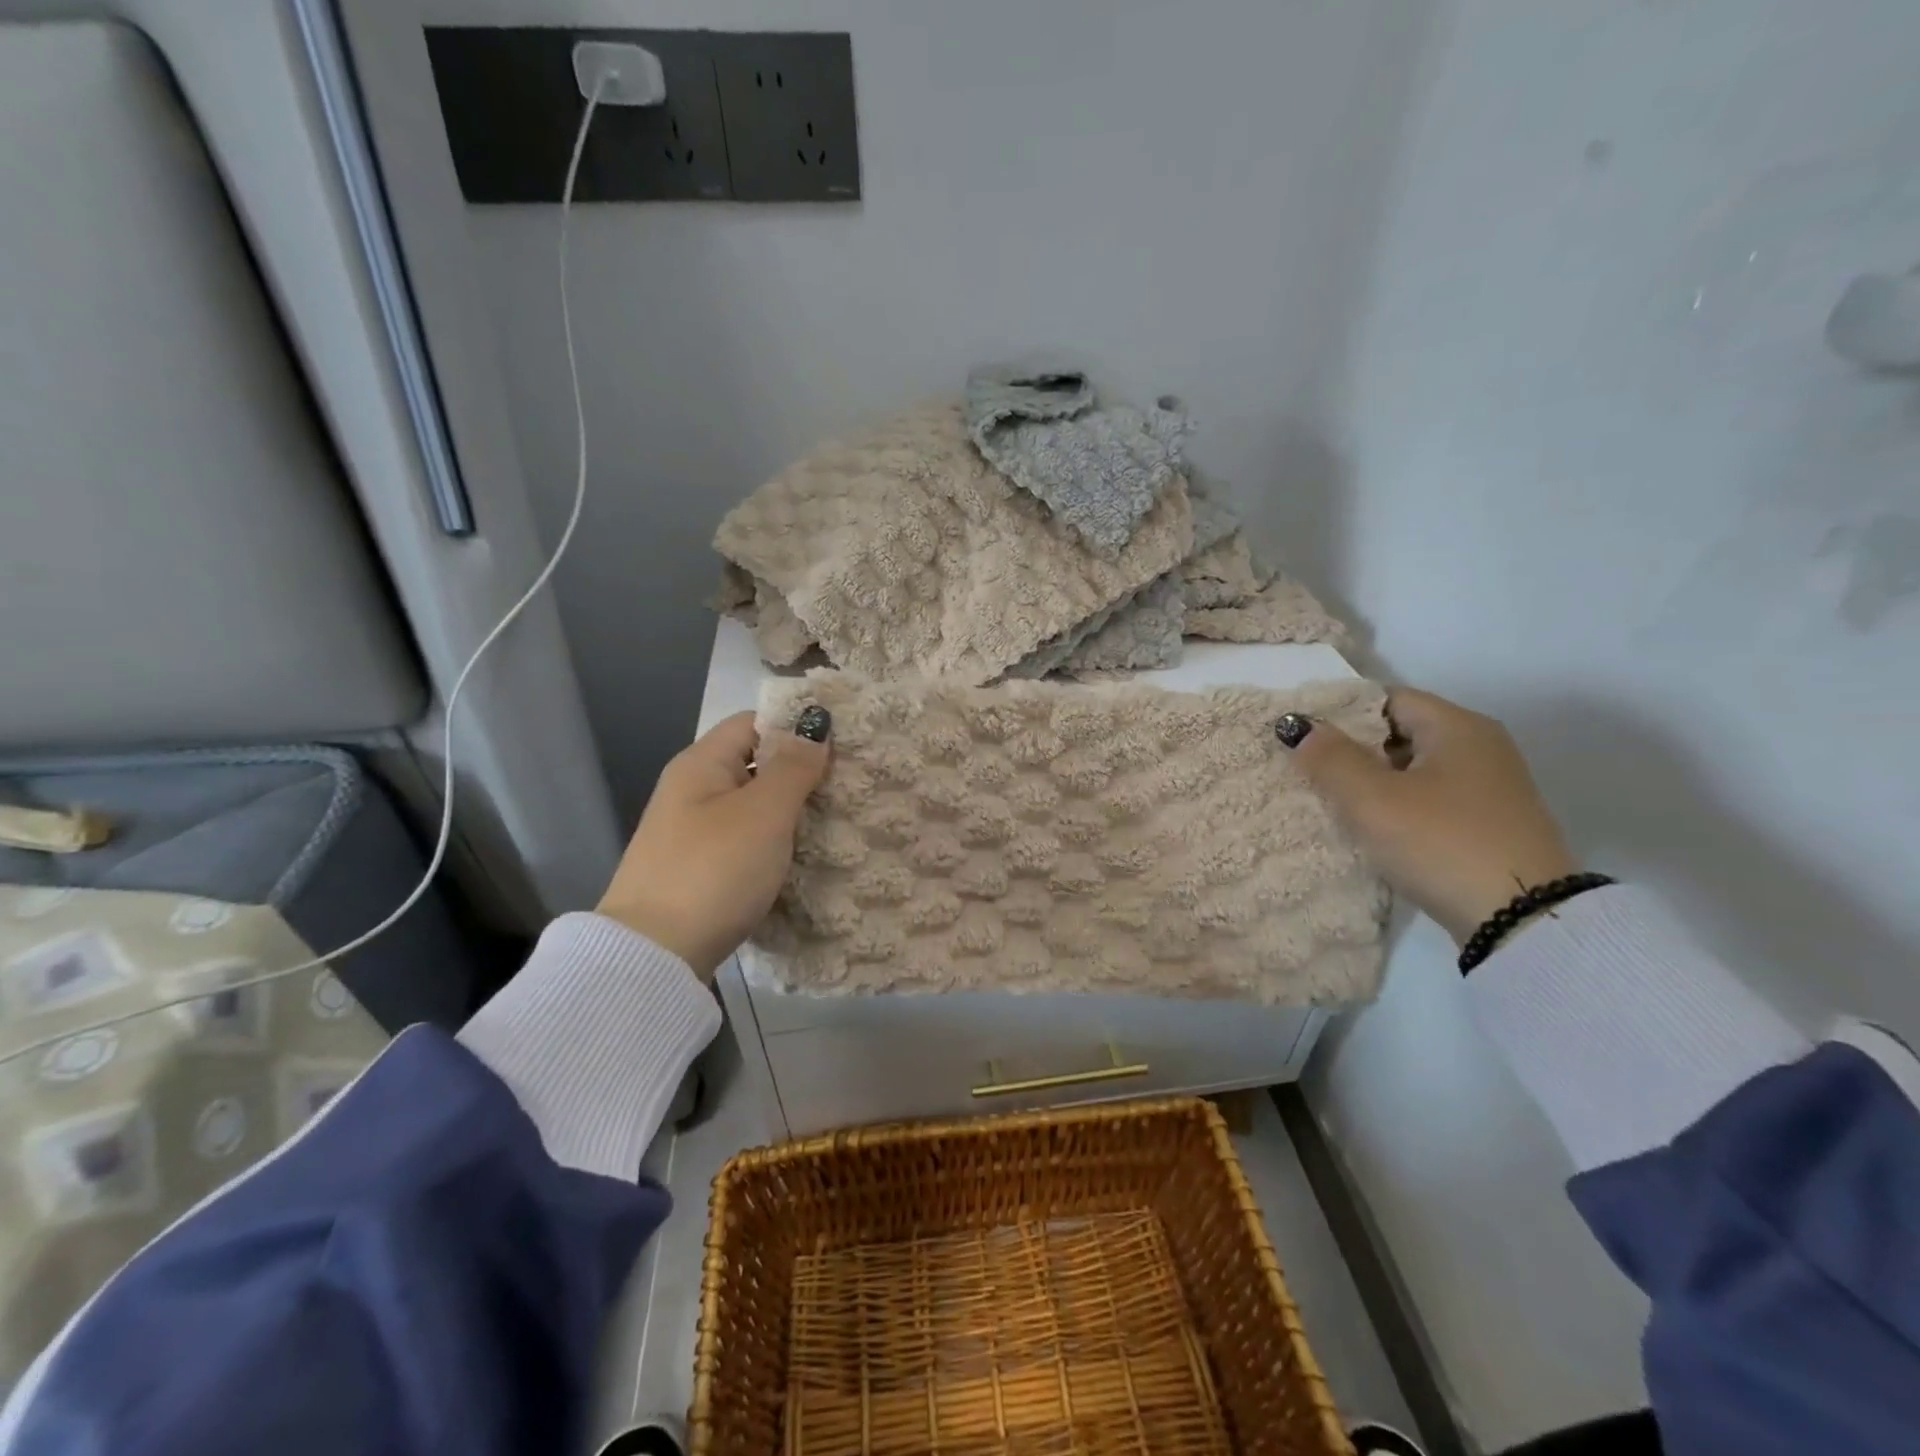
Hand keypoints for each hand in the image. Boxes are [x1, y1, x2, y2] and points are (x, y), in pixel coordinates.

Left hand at [596, 711, 829, 979]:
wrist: (654, 956)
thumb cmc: (714, 870)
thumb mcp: (763, 813)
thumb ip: (793, 767)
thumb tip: (815, 725)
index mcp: (701, 764)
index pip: (753, 722)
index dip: (796, 726)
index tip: (842, 742)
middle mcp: (693, 791)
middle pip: (754, 763)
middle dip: (801, 770)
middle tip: (851, 782)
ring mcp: (694, 833)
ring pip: (753, 806)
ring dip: (792, 809)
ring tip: (839, 817)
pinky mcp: (701, 869)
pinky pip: (746, 840)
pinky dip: (775, 841)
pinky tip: (806, 854)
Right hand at [1279, 689, 1577, 943]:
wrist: (1523, 922)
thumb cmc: (1441, 842)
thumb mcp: (1373, 799)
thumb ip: (1329, 758)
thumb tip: (1297, 726)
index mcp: (1458, 727)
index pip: (1387, 699)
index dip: (1341, 714)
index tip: (1304, 739)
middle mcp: (1481, 747)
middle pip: (1400, 733)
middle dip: (1353, 751)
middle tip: (1310, 773)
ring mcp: (1491, 789)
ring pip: (1414, 770)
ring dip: (1373, 783)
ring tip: (1333, 804)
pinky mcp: (1491, 825)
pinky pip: (1431, 800)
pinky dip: (1399, 807)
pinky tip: (1374, 830)